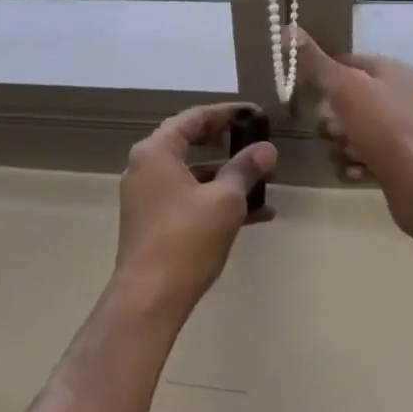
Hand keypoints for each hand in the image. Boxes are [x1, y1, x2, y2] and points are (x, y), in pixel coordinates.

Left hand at [114, 104, 277, 318]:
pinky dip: (216, 200)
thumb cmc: (186, 239)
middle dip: (229, 145)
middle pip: (191, 143)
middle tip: (259, 142)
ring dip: (228, 176)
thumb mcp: (225, 201)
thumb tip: (267, 149)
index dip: (227, 113)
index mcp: (156, 151)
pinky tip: (256, 215)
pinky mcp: (153, 221)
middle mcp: (145, 167)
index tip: (255, 114)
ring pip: (193, 174)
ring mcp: (147, 195)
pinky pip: (189, 198)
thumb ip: (245, 169)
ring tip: (266, 182)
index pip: (193, 118)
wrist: (149, 298)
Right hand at [290, 28, 412, 242]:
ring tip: (350, 154)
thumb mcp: (344, 87)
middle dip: (330, 119)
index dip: (321, 76)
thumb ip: (314, 61)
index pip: (343, 61)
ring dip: (340, 145)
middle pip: (342, 101)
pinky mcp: (394, 161)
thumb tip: (288, 28)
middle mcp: (394, 96)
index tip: (304, 93)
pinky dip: (353, 164)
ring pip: (347, 132)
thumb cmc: (384, 127)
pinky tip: (357, 172)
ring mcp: (396, 130)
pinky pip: (359, 157)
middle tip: (334, 130)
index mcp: (388, 70)